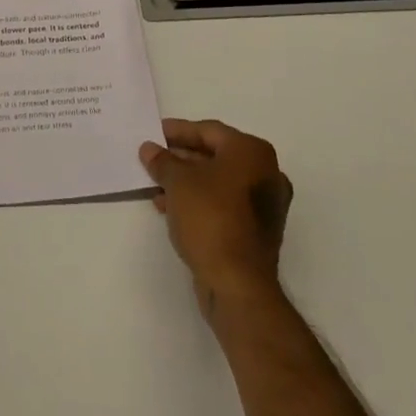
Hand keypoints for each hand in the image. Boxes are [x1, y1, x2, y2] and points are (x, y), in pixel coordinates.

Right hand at [140, 119, 292, 315]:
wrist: (238, 285)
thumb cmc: (211, 218)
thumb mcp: (178, 183)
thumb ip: (162, 161)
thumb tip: (149, 149)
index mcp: (252, 152)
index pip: (209, 131)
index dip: (178, 131)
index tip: (154, 133)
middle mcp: (265, 173)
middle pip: (215, 156)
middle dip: (181, 158)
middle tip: (153, 159)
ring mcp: (265, 204)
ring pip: (218, 182)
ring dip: (187, 181)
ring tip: (156, 185)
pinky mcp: (257, 231)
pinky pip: (224, 204)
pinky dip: (200, 201)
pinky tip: (171, 207)